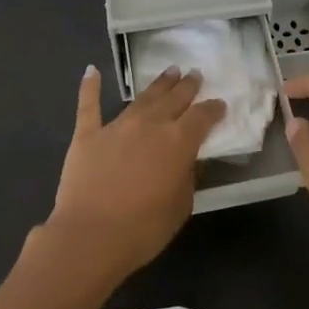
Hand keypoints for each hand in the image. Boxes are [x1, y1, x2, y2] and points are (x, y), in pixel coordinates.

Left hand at [45, 64, 224, 284]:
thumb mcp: (181, 207)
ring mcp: (117, 126)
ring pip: (142, 98)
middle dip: (187, 86)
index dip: (213, 109)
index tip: (220, 104)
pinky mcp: (87, 134)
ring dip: (158, 84)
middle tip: (195, 74)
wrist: (90, 237)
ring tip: (170, 71)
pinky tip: (92, 71)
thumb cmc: (143, 229)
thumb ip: (187, 178)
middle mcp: (150, 125)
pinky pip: (89, 105)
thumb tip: (187, 161)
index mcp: (178, 142)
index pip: (202, 117)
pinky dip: (90, 86)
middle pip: (174, 99)